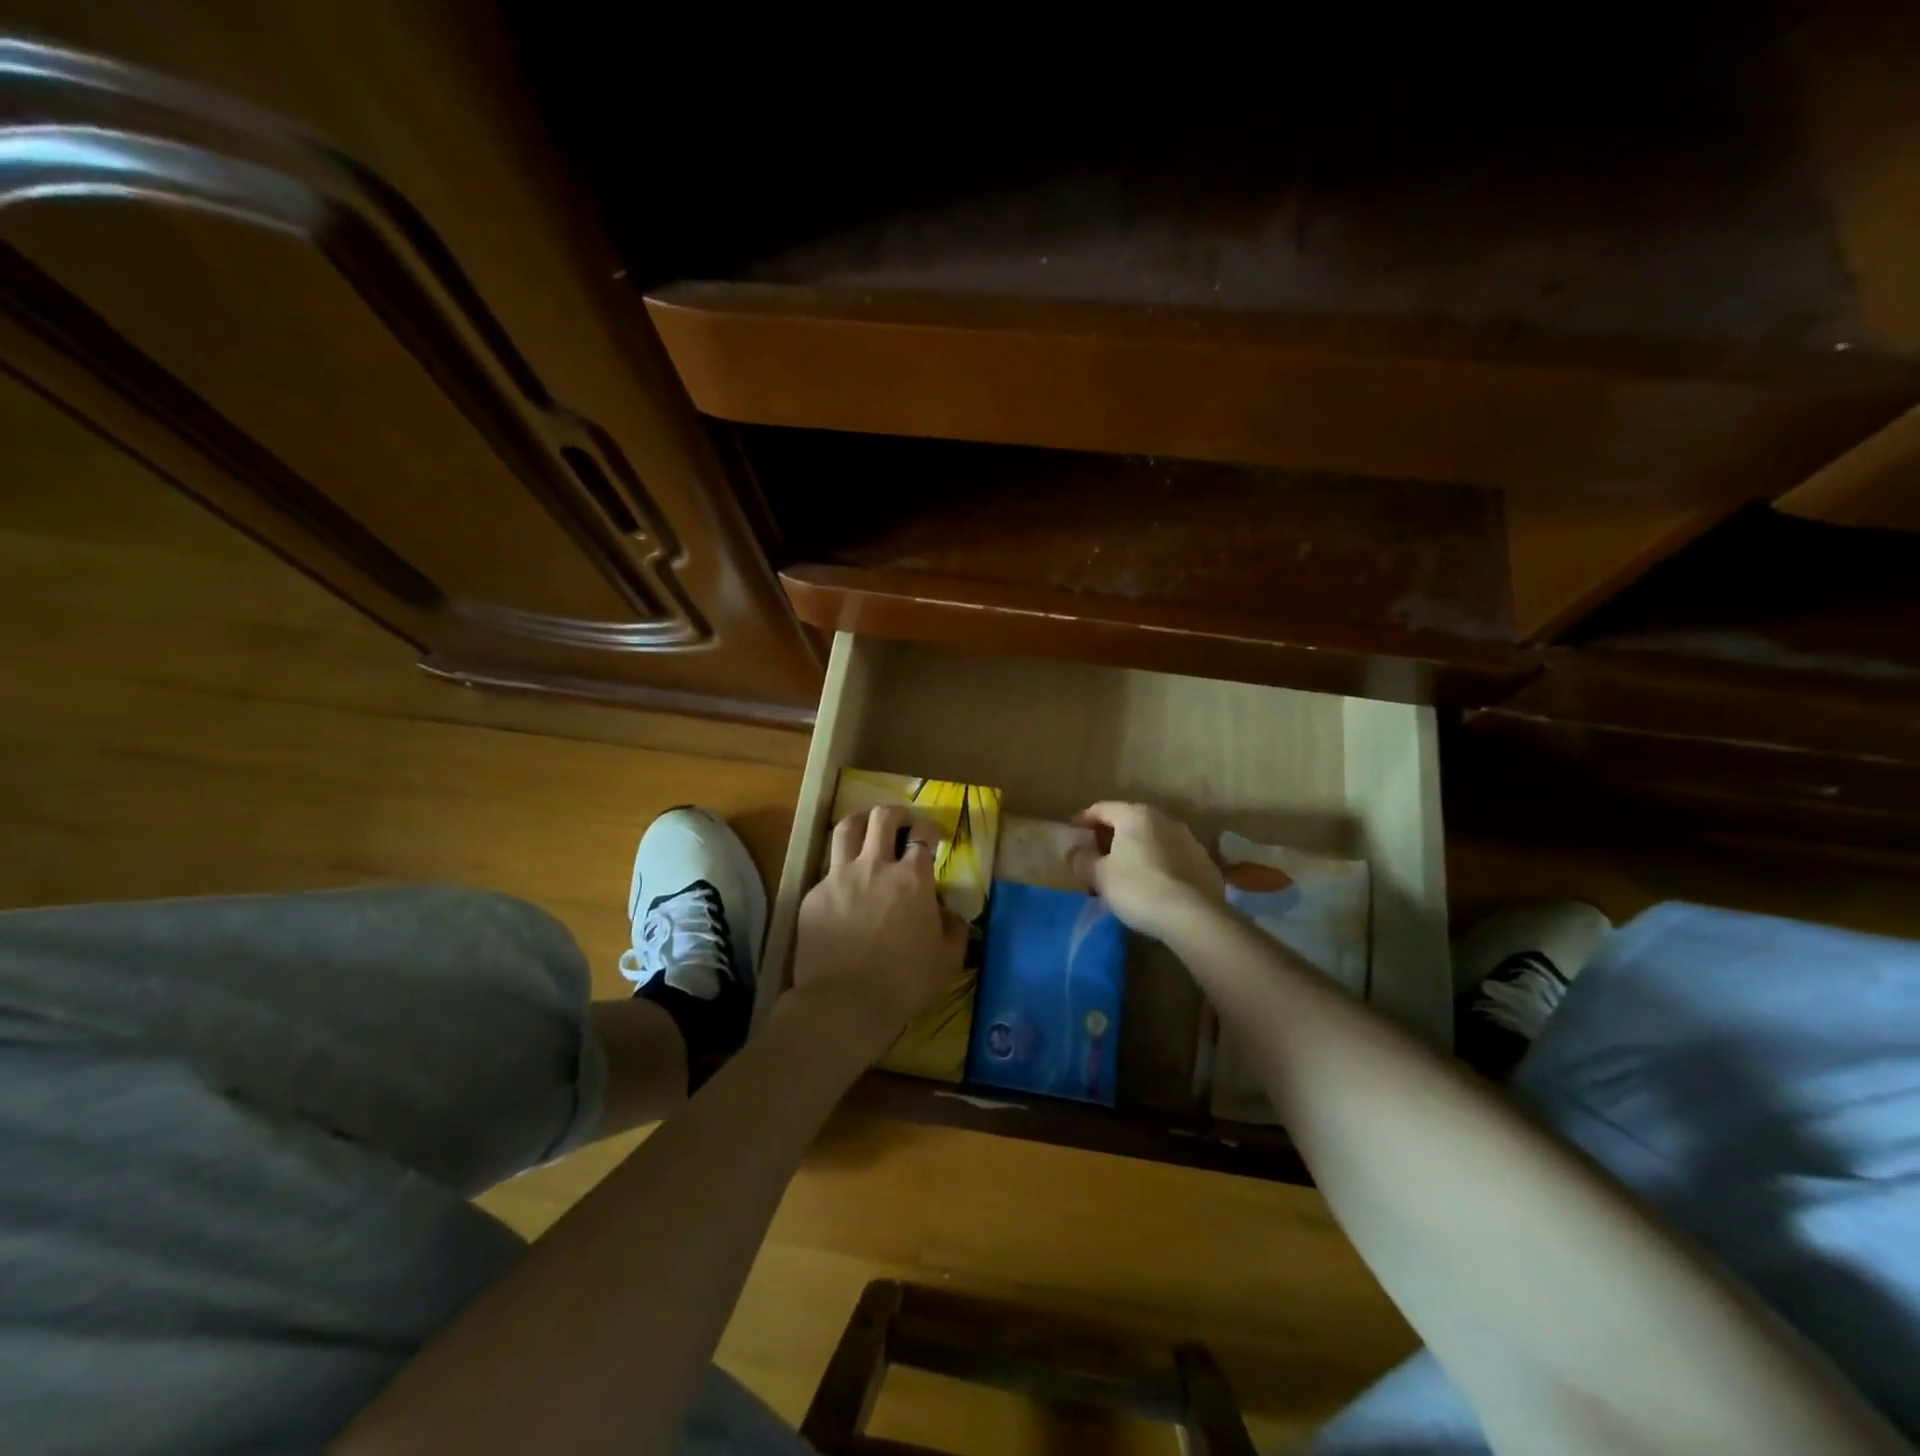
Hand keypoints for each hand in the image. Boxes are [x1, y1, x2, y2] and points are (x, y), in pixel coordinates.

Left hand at [789, 804, 968, 1061]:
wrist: (845, 1003)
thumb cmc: (905, 982)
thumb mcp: (948, 959)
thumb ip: (954, 928)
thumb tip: (947, 911)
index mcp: (912, 877)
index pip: (922, 834)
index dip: (930, 829)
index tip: (932, 837)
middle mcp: (875, 866)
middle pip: (882, 817)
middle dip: (895, 814)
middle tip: (901, 825)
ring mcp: (840, 877)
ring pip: (846, 828)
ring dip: (860, 823)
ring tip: (866, 832)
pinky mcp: (814, 895)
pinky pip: (827, 871)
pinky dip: (840, 873)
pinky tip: (844, 891)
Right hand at [1070, 801, 1225, 941]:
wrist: (1193, 916)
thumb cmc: (1138, 888)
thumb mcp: (1100, 876)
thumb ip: (1083, 860)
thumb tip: (1074, 851)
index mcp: (1136, 816)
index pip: (1102, 809)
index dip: (1084, 819)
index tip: (1073, 832)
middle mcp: (1164, 820)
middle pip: (1130, 822)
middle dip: (1111, 837)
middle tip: (1097, 856)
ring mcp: (1189, 840)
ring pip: (1154, 840)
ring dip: (1137, 851)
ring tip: (1126, 873)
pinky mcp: (1205, 863)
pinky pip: (1173, 858)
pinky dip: (1159, 865)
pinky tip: (1153, 885)